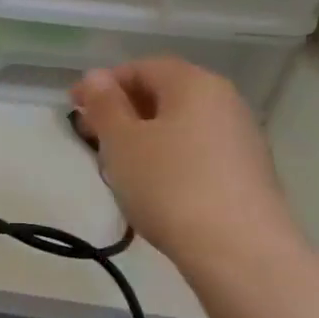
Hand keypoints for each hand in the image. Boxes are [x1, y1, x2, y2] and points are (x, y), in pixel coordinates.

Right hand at [70, 58, 301, 273]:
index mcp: (194, 84)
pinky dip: (167, 157)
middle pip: (164, 93)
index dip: (103, 83)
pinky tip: (152, 186)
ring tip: (117, 165)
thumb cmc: (169, 185)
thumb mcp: (122, 143)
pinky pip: (196, 150)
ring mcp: (240, 137)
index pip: (142, 67)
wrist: (238, 250)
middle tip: (90, 137)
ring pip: (180, 124)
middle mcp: (224, 101)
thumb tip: (96, 75)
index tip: (73, 107)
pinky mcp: (245, 172)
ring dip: (143, 136)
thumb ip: (105, 105)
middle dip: (123, 110)